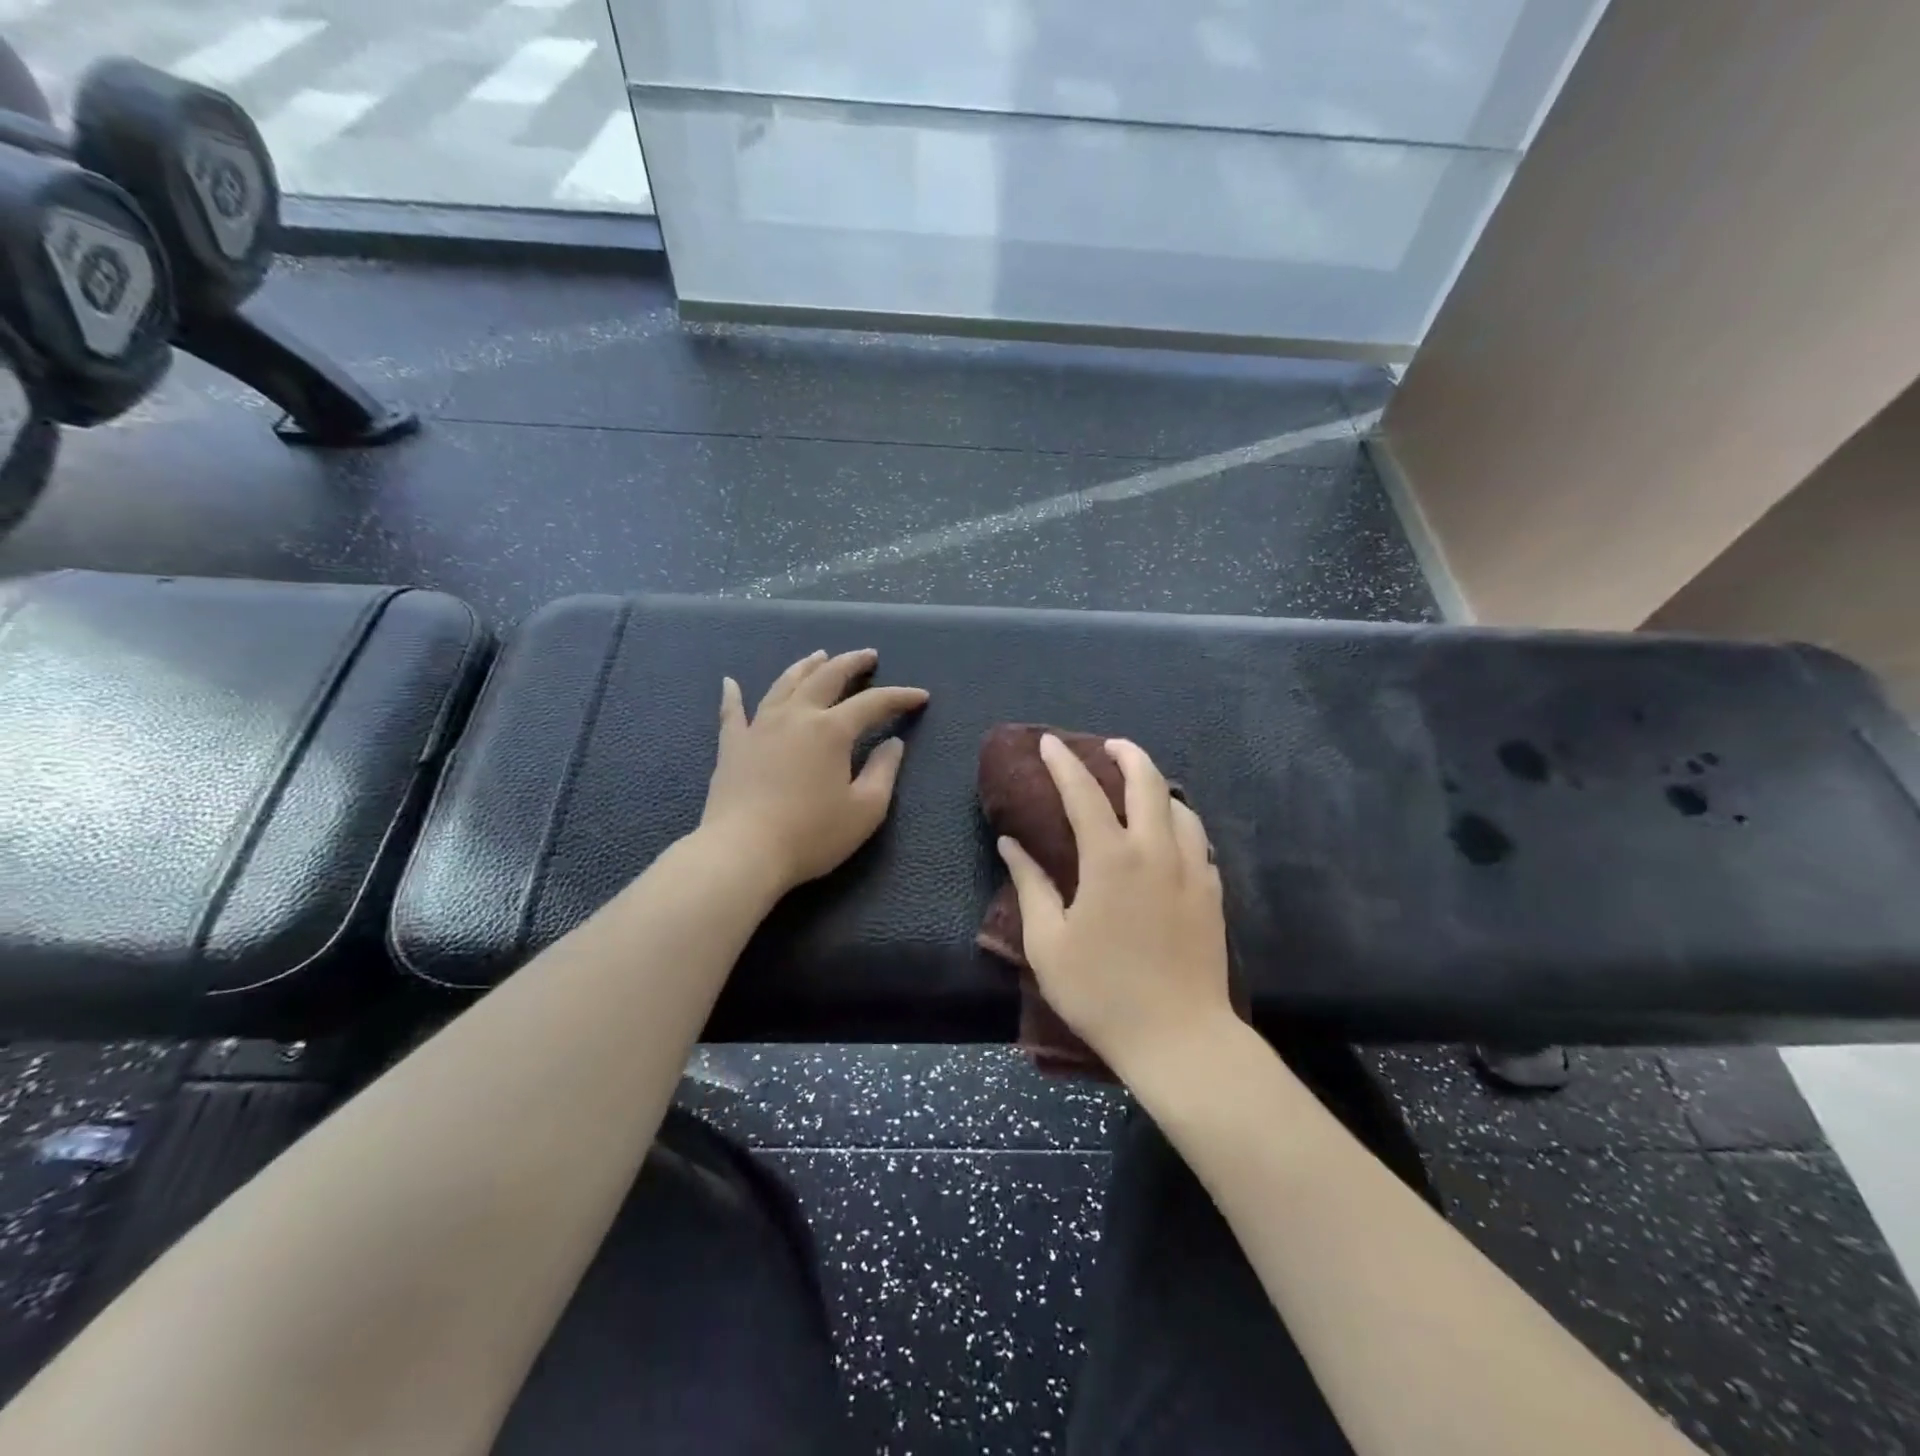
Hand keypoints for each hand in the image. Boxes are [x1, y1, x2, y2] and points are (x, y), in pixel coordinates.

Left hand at [701, 648, 927, 892]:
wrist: (743, 852)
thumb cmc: (812, 834)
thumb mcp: (865, 809)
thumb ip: (883, 772)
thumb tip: (894, 744)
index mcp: (832, 730)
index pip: (873, 703)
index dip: (899, 697)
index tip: (920, 696)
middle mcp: (796, 716)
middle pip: (826, 677)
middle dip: (851, 663)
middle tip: (868, 655)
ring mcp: (759, 727)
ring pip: (785, 684)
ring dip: (805, 666)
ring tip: (819, 656)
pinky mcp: (732, 746)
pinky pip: (732, 712)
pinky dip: (733, 695)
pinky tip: (730, 682)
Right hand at [997, 735, 1231, 1078]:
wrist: (1179, 1038)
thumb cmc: (1102, 992)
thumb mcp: (1048, 943)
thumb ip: (1031, 885)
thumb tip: (1011, 844)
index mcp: (1111, 859)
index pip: (1083, 793)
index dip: (1063, 763)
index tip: (1049, 742)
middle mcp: (1156, 852)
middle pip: (1147, 783)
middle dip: (1127, 754)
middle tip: (1108, 746)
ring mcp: (1191, 870)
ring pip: (1181, 808)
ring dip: (1158, 787)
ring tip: (1140, 788)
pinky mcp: (1212, 894)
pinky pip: (1198, 840)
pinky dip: (1180, 823)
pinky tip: (1170, 837)